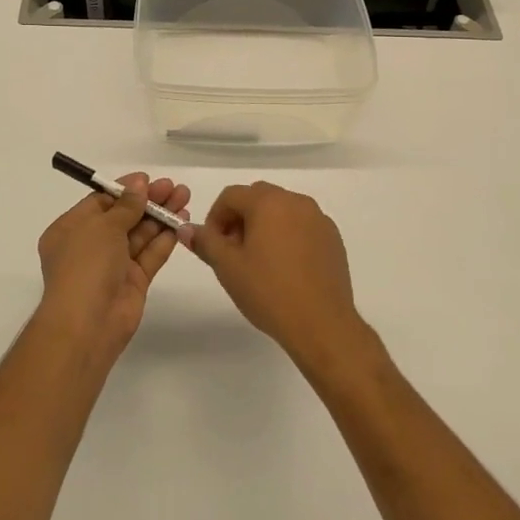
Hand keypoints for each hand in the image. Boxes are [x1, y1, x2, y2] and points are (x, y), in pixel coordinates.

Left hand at [36, 174, 189, 360]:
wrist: (87, 324)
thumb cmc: (85, 266)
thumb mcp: (102, 227)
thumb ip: (126, 205)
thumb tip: (139, 185)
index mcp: (71, 230)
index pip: (101, 203)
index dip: (125, 190)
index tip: (149, 180)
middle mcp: (91, 246)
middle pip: (124, 217)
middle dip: (148, 201)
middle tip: (174, 187)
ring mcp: (113, 265)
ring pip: (140, 234)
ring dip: (161, 216)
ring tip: (184, 197)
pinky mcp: (133, 282)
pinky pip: (150, 254)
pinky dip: (165, 238)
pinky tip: (182, 222)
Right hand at [191, 182, 367, 372]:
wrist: (322, 324)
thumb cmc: (269, 292)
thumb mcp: (227, 267)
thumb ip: (205, 242)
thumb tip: (186, 229)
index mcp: (268, 202)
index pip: (231, 195)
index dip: (215, 217)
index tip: (212, 245)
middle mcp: (296, 201)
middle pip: (258, 198)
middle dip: (240, 218)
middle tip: (233, 252)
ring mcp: (318, 219)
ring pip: (282, 211)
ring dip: (264, 226)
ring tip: (259, 262)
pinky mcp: (333, 238)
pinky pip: (303, 226)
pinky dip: (288, 236)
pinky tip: (285, 268)